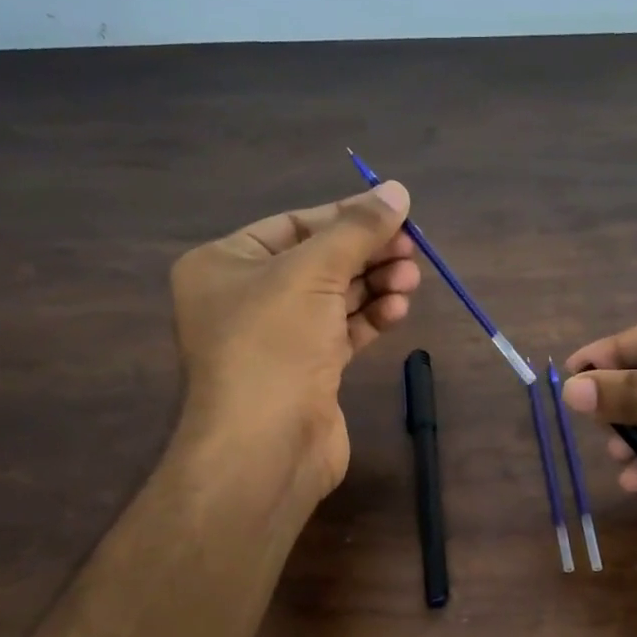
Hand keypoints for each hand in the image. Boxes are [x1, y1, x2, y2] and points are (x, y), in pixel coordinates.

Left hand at [171, 181, 419, 501]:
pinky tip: (399, 309)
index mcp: (224, 264)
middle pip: (318, 261)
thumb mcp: (313, 272)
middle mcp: (245, 299)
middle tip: (412, 249)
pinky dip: (370, 318)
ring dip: (375, 285)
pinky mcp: (306, 372)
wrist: (265, 447)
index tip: (395, 212)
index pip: (293, 225)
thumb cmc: (273, 344)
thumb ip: (357, 229)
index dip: (345, 216)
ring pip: (334, 299)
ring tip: (411, 279)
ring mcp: (276, 339)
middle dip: (366, 254)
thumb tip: (397, 190)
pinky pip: (342, 332)